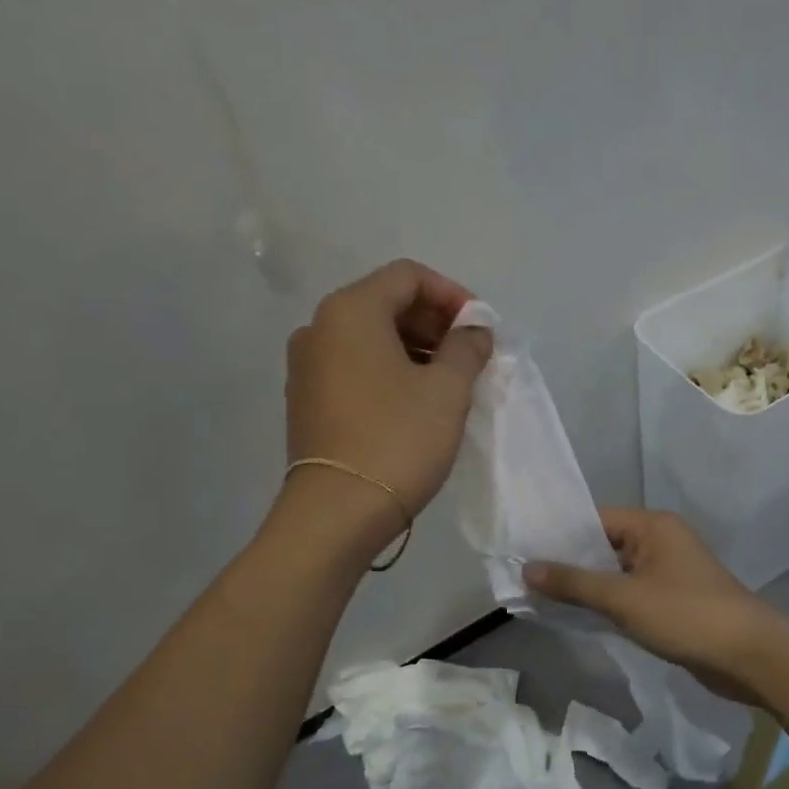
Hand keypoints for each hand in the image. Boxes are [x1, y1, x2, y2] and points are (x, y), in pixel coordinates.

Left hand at [284, 259, 492, 528]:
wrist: (337, 512)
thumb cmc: (397, 440)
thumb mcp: (447, 389)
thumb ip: (467, 347)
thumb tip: (472, 331)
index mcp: (350, 310)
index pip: (408, 276)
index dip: (452, 295)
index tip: (481, 329)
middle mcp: (318, 328)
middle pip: (385, 304)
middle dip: (434, 324)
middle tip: (470, 357)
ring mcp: (306, 367)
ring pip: (370, 339)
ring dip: (414, 350)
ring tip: (449, 384)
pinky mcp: (307, 402)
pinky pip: (355, 369)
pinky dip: (389, 373)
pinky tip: (415, 404)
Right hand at [524, 509, 788, 704]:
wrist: (749, 656)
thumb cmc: (686, 615)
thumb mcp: (623, 598)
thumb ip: (574, 583)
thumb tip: (527, 568)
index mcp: (653, 526)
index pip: (595, 518)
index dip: (560, 535)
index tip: (524, 551)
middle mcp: (661, 541)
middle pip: (604, 544)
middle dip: (570, 563)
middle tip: (526, 578)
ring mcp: (670, 571)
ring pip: (617, 572)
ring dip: (588, 586)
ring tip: (544, 598)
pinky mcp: (674, 600)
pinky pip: (631, 593)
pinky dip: (609, 602)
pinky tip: (581, 616)